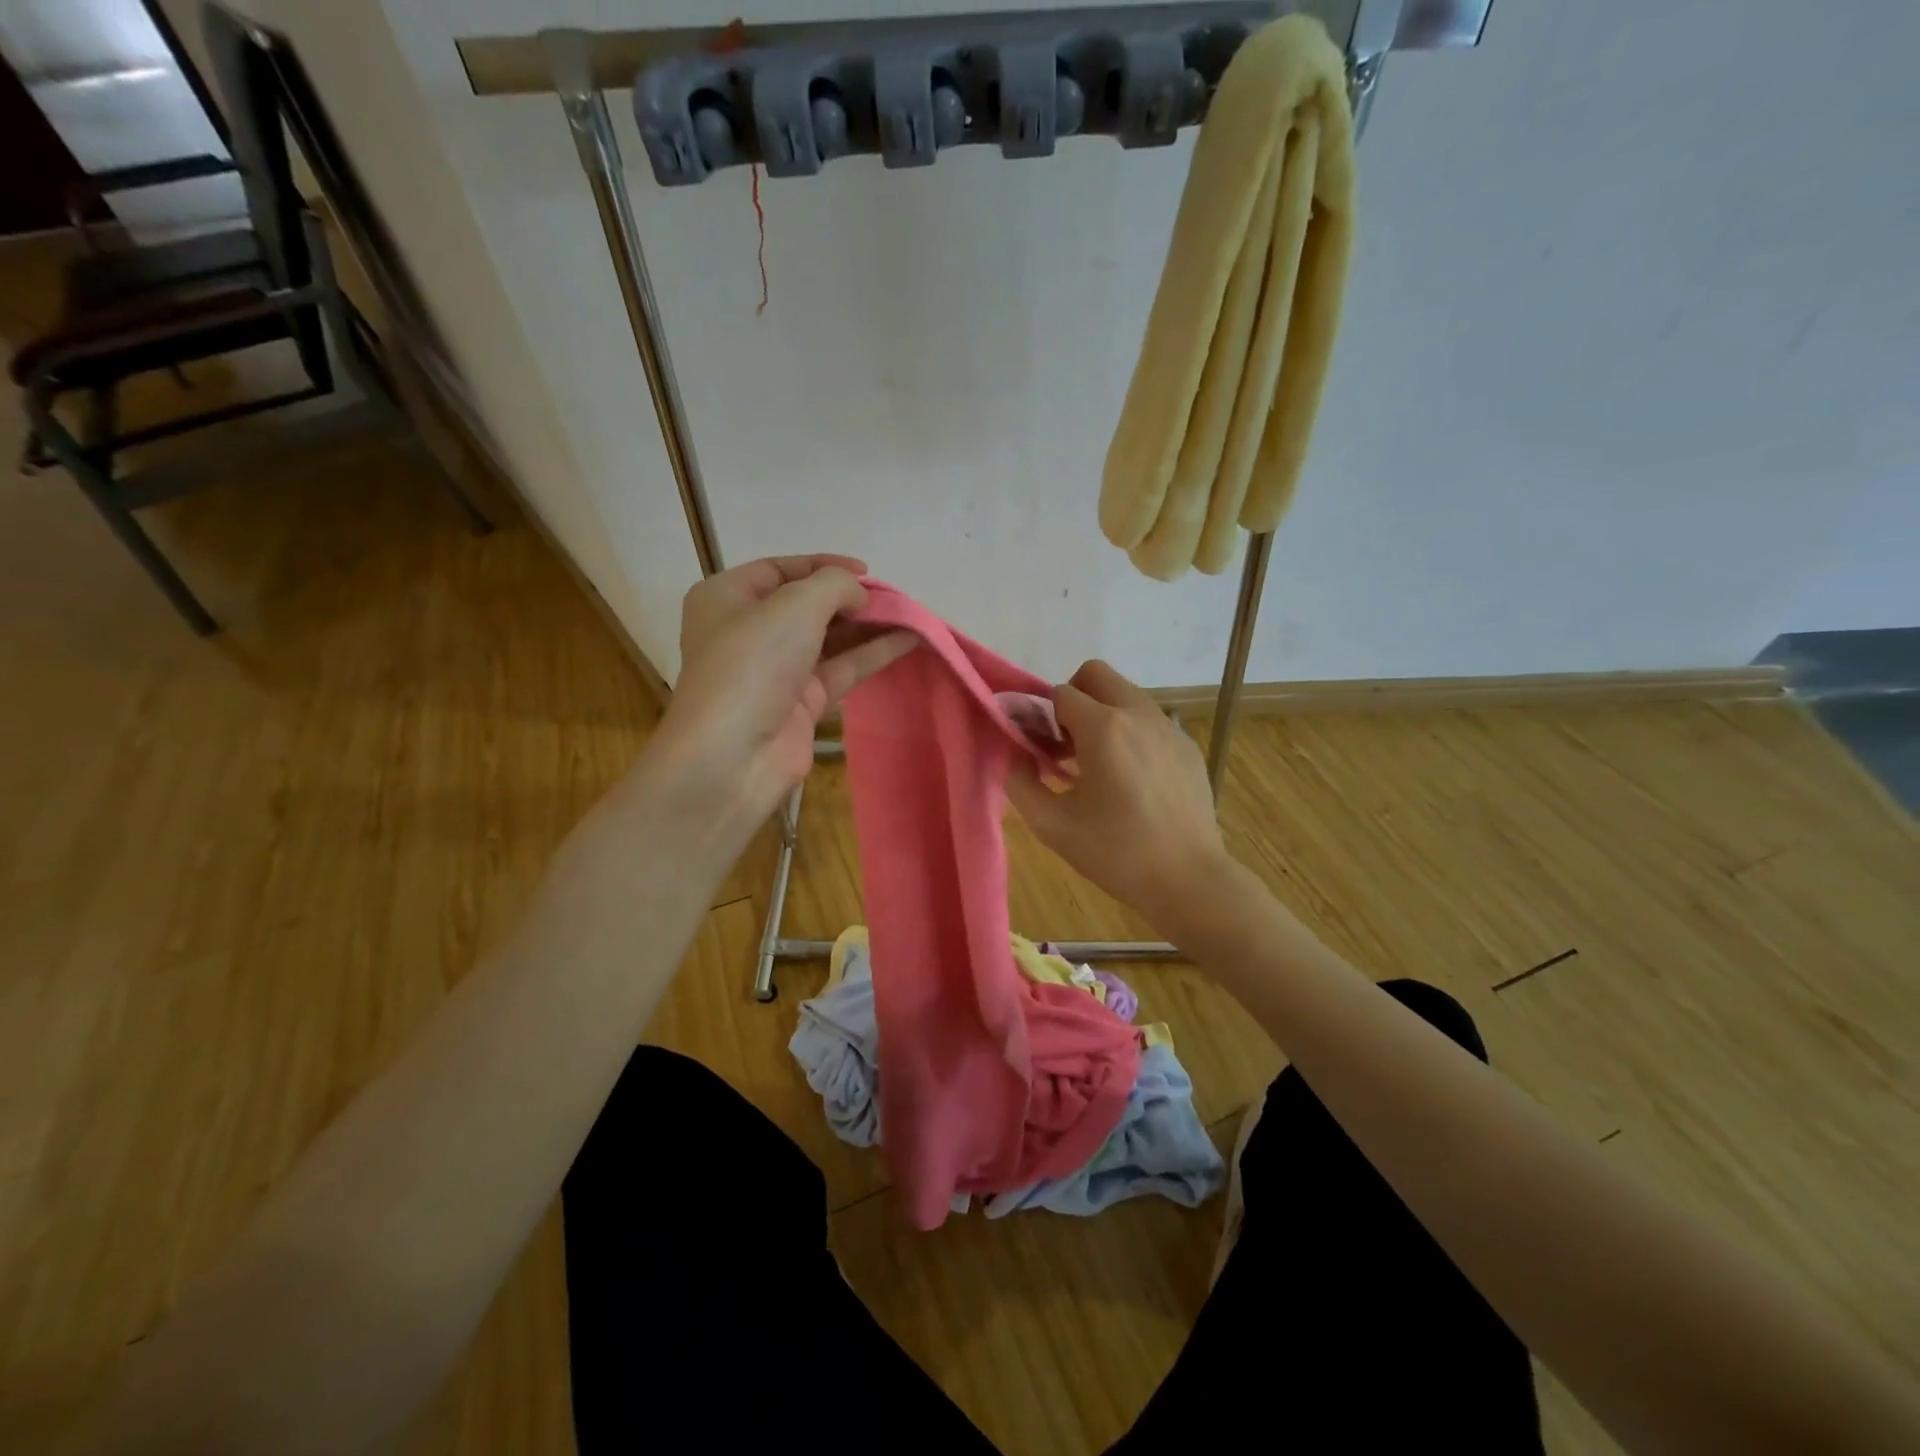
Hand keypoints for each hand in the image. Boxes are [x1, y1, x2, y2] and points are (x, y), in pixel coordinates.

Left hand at [643, 555, 916, 831]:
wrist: (735, 753)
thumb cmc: (754, 661)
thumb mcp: (795, 605)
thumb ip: (835, 585)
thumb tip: (858, 595)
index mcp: (726, 597)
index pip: (779, 569)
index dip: (823, 565)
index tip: (867, 571)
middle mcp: (747, 631)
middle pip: (806, 605)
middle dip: (849, 599)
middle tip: (890, 598)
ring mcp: (775, 670)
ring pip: (828, 639)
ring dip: (867, 626)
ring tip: (908, 615)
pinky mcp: (801, 703)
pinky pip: (841, 669)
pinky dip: (872, 654)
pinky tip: (907, 641)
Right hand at [1007, 660, 1232, 933]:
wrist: (1187, 879)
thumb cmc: (1115, 852)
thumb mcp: (1051, 824)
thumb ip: (1019, 780)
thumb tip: (1014, 753)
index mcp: (1103, 728)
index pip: (1060, 693)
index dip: (1042, 717)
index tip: (1042, 751)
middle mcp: (1138, 714)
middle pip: (1096, 675)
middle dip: (1073, 699)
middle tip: (1067, 744)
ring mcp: (1169, 728)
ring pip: (1126, 695)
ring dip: (1103, 714)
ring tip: (1098, 765)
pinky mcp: (1188, 746)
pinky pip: (1150, 721)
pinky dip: (1131, 734)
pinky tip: (1132, 781)